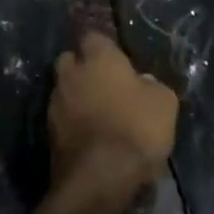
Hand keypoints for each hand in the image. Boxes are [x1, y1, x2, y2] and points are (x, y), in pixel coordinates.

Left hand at [49, 32, 178, 191]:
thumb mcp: (165, 102)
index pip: (93, 36)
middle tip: (106, 84)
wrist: (100, 176)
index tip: (119, 60)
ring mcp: (55, 103)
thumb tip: (142, 82)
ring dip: (78, 96)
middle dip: (83, 68)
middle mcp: (71, 74)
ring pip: (64, 89)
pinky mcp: (48, 132)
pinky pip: (62, 117)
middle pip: (70, 60)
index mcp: (98, 59)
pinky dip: (73, 122)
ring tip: (99, 114)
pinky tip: (91, 135)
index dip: (106, 48)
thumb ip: (151, 85)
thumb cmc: (137, 128)